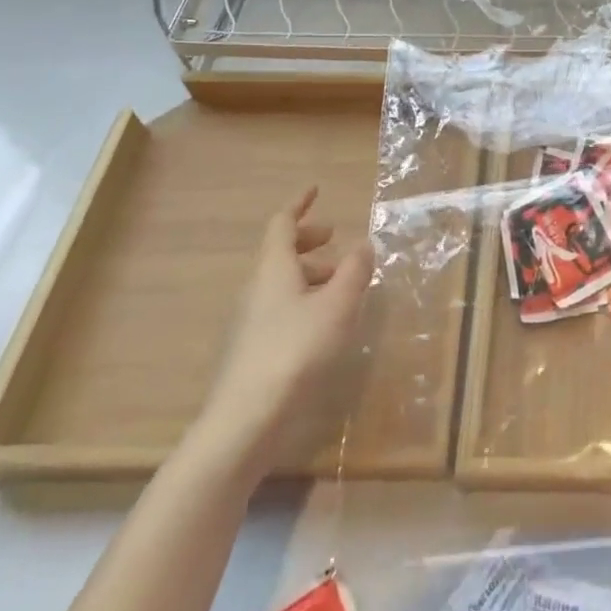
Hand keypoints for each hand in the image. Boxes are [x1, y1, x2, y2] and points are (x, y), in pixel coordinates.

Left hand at [188, 187, 374, 484]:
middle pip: (280, 252)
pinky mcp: (254, 350)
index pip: (282, 224)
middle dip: (309, 240)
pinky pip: (281, 307)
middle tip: (336, 238)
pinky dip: (305, 299)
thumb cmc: (296, 350)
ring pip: (281, 282)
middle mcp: (257, 289)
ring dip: (311, 272)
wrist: (246, 420)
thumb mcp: (338, 305)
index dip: (299, 205)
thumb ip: (355, 271)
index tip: (316, 190)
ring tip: (342, 283)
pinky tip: (326, 321)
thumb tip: (363, 244)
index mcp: (273, 269)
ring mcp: (251, 321)